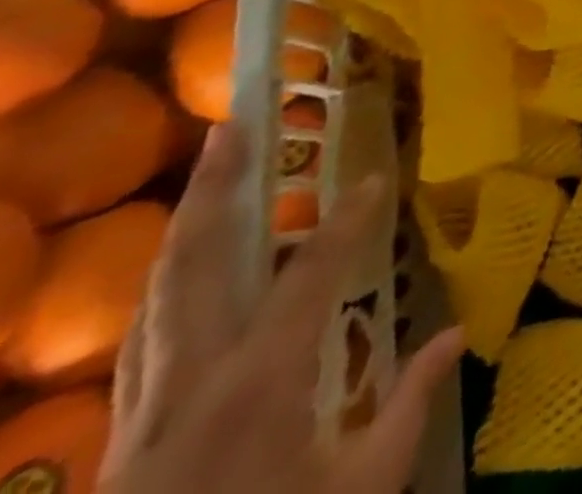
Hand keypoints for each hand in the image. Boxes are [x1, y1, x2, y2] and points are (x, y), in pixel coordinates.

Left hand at [102, 122, 464, 493]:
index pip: (310, 275)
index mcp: (258, 384)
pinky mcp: (123, 432)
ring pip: (156, 293)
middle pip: (194, 264)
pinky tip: (181, 265)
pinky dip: (165, 281)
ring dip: (184, 223)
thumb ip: (409, 405)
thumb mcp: (360, 490)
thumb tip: (458, 331)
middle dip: (214, 189)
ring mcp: (143, 406)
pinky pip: (142, 334)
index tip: (376, 178)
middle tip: (234, 123)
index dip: (347, 221)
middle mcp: (190, 380)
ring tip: (209, 168)